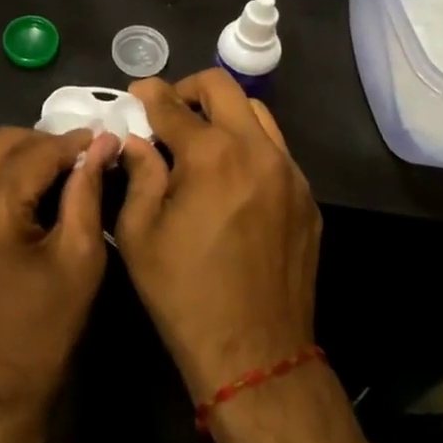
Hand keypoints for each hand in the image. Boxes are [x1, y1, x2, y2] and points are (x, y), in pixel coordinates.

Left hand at [0, 127, 117, 433]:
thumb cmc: (39, 336)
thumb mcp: (78, 262)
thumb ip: (86, 193)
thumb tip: (100, 145)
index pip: (36, 152)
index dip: (73, 143)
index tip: (103, 138)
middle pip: (2, 143)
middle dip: (44, 143)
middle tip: (81, 156)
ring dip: (21, 158)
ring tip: (59, 173)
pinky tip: (27, 193)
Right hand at [112, 71, 320, 402]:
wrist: (255, 354)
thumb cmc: (184, 293)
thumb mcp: (139, 233)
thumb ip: (138, 174)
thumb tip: (136, 140)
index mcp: (211, 156)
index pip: (172, 105)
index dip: (148, 94)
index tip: (135, 93)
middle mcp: (256, 151)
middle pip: (223, 88)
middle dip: (189, 89)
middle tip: (168, 111)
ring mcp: (289, 173)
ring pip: (257, 114)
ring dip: (224, 114)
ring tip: (201, 141)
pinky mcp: (307, 199)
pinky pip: (275, 150)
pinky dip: (248, 146)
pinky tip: (230, 178)